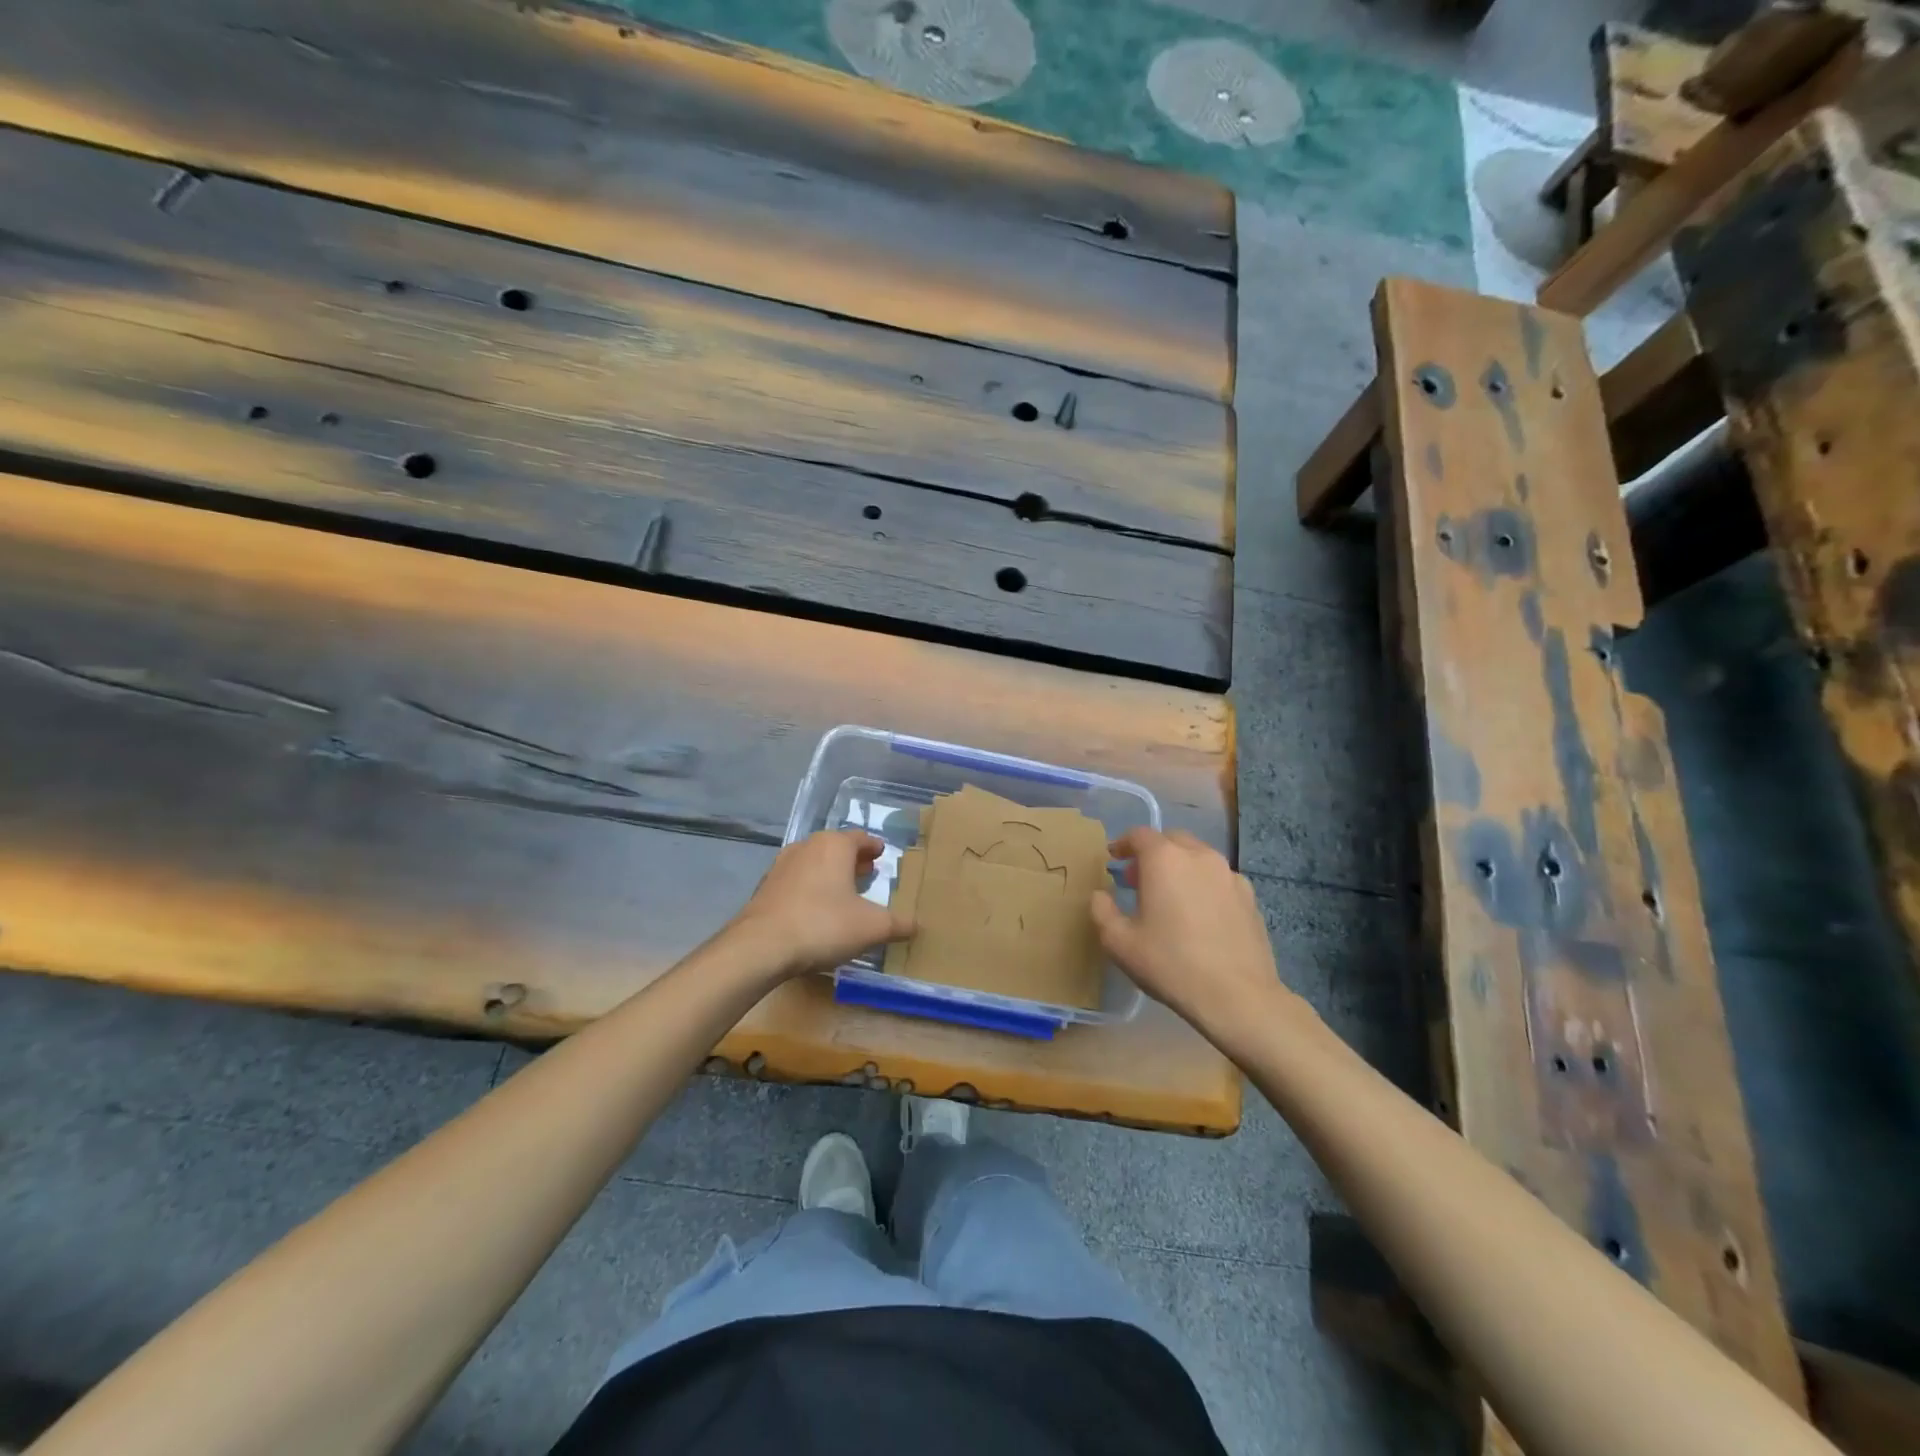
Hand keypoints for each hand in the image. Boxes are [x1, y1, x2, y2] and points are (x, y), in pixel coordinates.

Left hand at [731, 830, 911, 976]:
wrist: (761, 946)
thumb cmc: (823, 925)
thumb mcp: (871, 927)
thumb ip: (897, 924)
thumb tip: (916, 925)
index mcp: (835, 845)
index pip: (860, 838)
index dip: (873, 847)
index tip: (881, 854)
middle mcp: (807, 846)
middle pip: (835, 847)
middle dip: (852, 859)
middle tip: (867, 872)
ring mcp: (781, 865)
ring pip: (813, 862)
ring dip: (829, 873)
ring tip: (842, 892)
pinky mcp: (765, 887)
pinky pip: (796, 881)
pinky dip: (809, 888)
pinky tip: (815, 909)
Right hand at [1090, 827, 1296, 1037]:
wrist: (1237, 995)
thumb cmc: (1170, 963)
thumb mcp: (1119, 942)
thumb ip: (1102, 911)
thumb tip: (1100, 895)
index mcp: (1164, 859)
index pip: (1139, 835)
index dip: (1123, 844)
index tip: (1114, 858)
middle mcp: (1198, 856)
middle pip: (1171, 840)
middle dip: (1153, 853)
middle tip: (1140, 879)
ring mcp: (1228, 874)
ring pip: (1198, 858)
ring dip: (1180, 868)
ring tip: (1171, 897)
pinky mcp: (1249, 896)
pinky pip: (1219, 879)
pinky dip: (1204, 885)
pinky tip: (1201, 915)